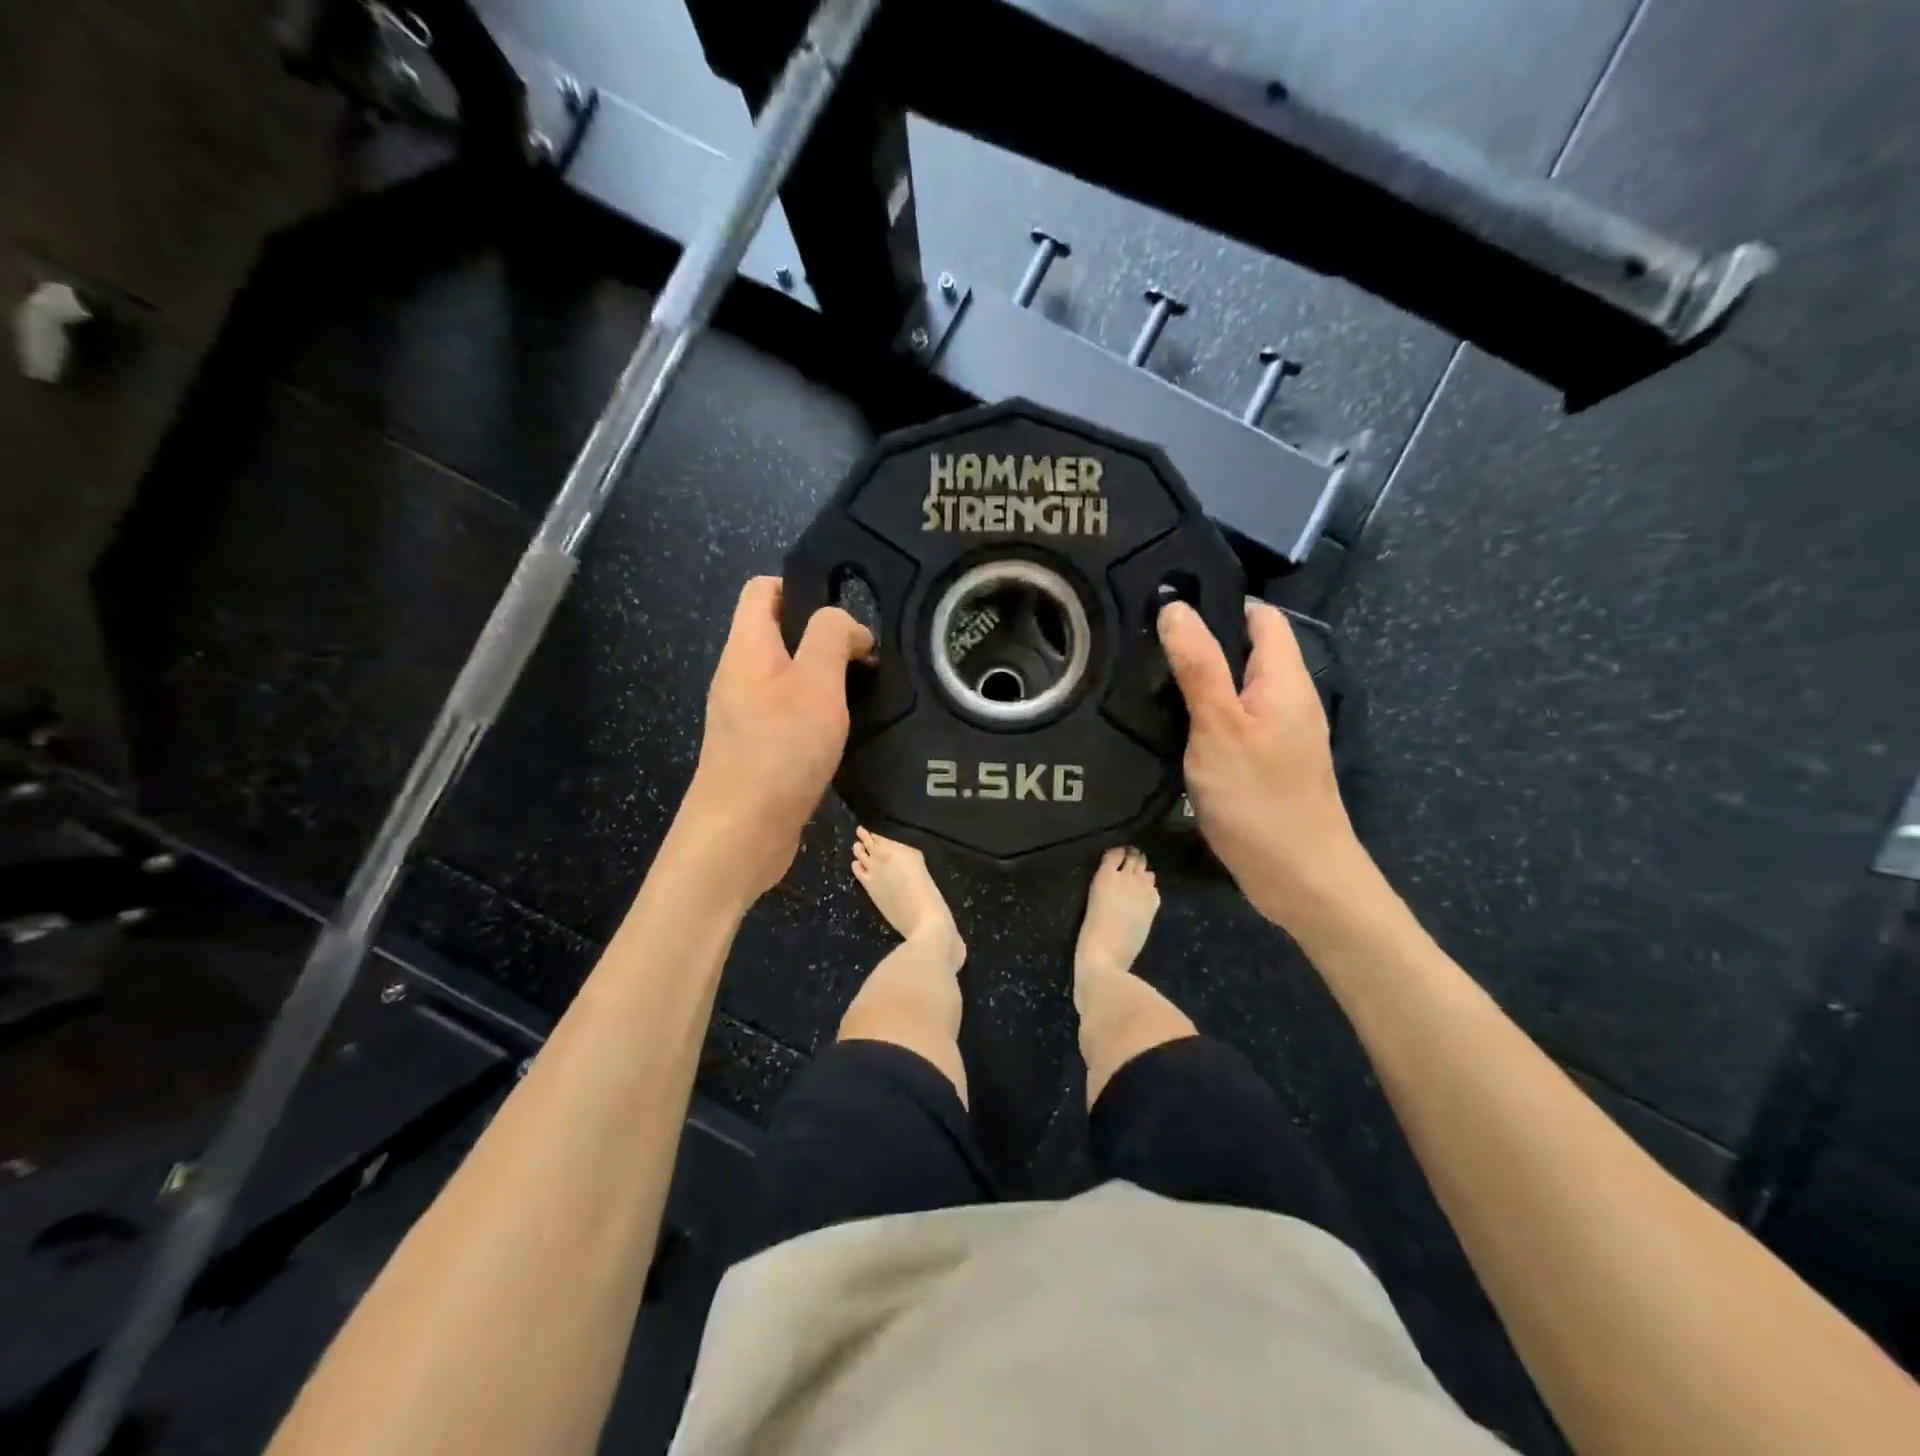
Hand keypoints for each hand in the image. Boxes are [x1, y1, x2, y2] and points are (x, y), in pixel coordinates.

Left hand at [678, 577, 872, 901]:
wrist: (741, 835)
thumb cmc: (779, 751)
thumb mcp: (817, 684)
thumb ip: (831, 638)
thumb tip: (848, 626)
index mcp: (747, 647)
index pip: (763, 589)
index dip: (803, 585)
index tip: (847, 611)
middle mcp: (740, 674)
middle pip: (781, 633)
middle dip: (826, 637)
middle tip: (868, 657)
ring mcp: (746, 713)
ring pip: (790, 675)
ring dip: (827, 678)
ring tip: (867, 692)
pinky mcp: (758, 747)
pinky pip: (790, 712)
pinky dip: (818, 712)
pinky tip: (847, 730)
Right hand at [1157, 599, 1371, 926]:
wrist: (1300, 878)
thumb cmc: (1258, 797)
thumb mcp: (1219, 726)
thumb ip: (1198, 665)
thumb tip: (1176, 607)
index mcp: (1285, 678)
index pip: (1258, 615)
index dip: (1216, 602)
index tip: (1163, 603)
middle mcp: (1288, 697)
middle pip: (1244, 649)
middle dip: (1198, 641)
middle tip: (1141, 642)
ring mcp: (1279, 731)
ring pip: (1235, 687)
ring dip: (1197, 680)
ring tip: (1145, 677)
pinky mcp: (1265, 761)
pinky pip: (1233, 720)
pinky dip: (1203, 714)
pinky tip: (1169, 724)